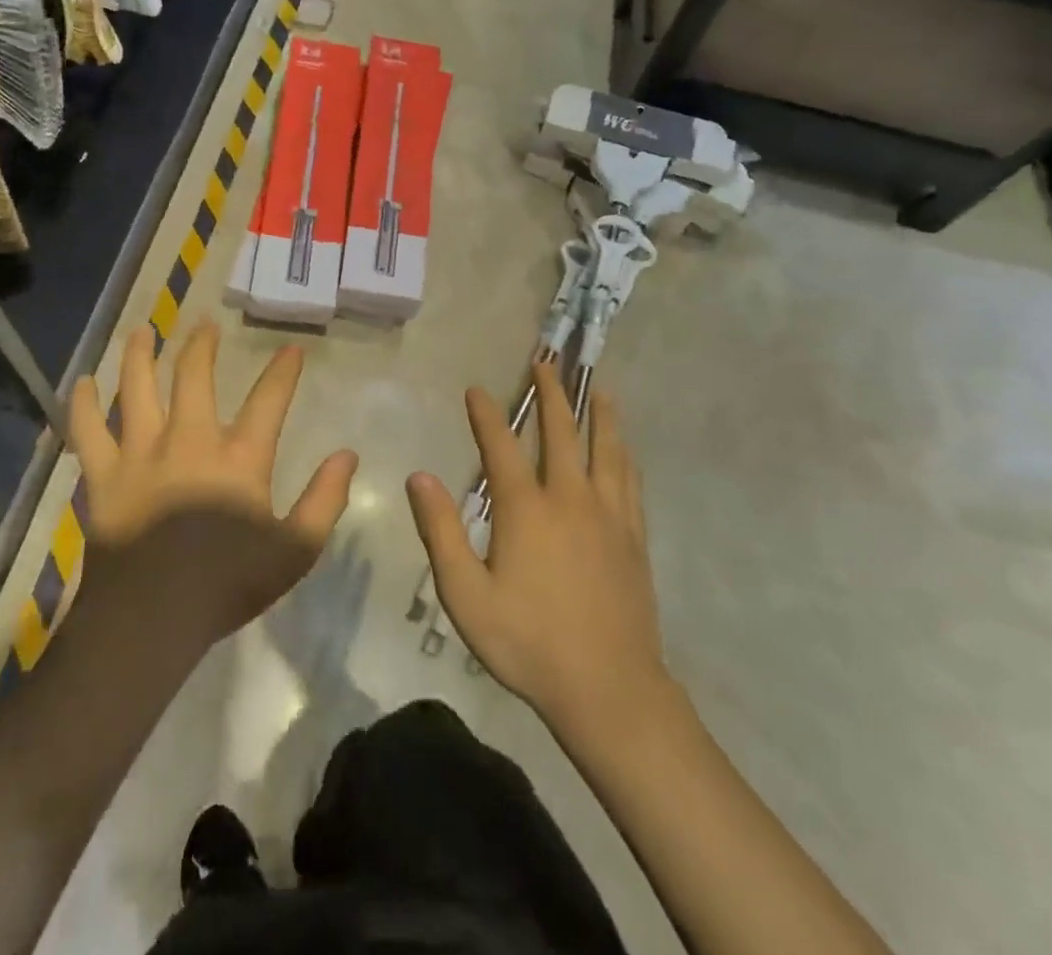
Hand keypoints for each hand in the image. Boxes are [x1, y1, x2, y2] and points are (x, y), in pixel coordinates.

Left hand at [69, 321, 358, 643]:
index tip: (291, 350)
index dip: (283, 371)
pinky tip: (82, 384)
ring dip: (140, 355)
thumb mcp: (295, 550)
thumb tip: (347, 455)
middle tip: (205, 324)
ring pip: (137, 387)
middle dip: (202, 345)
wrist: (150, 620)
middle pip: (194, 376)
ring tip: (143, 331)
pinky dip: (83, 405)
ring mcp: (141, 453)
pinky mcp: (103, 475)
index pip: (269, 399)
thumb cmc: (227, 585)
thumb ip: (325, 500)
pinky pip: (88, 430)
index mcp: (238, 457)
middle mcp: (189, 439)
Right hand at [407, 363, 668, 735]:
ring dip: (598, 412)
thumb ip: (441, 532)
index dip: (486, 413)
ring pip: (605, 448)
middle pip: (561, 431)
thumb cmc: (528, 643)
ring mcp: (608, 515)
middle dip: (551, 393)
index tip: (475, 389)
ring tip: (597, 386)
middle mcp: (570, 497)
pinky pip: (629, 479)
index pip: (501, 445)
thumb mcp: (465, 595)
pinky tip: (624, 448)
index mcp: (526, 509)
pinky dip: (624, 453)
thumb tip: (419, 477)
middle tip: (546, 362)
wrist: (608, 688)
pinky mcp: (633, 536)